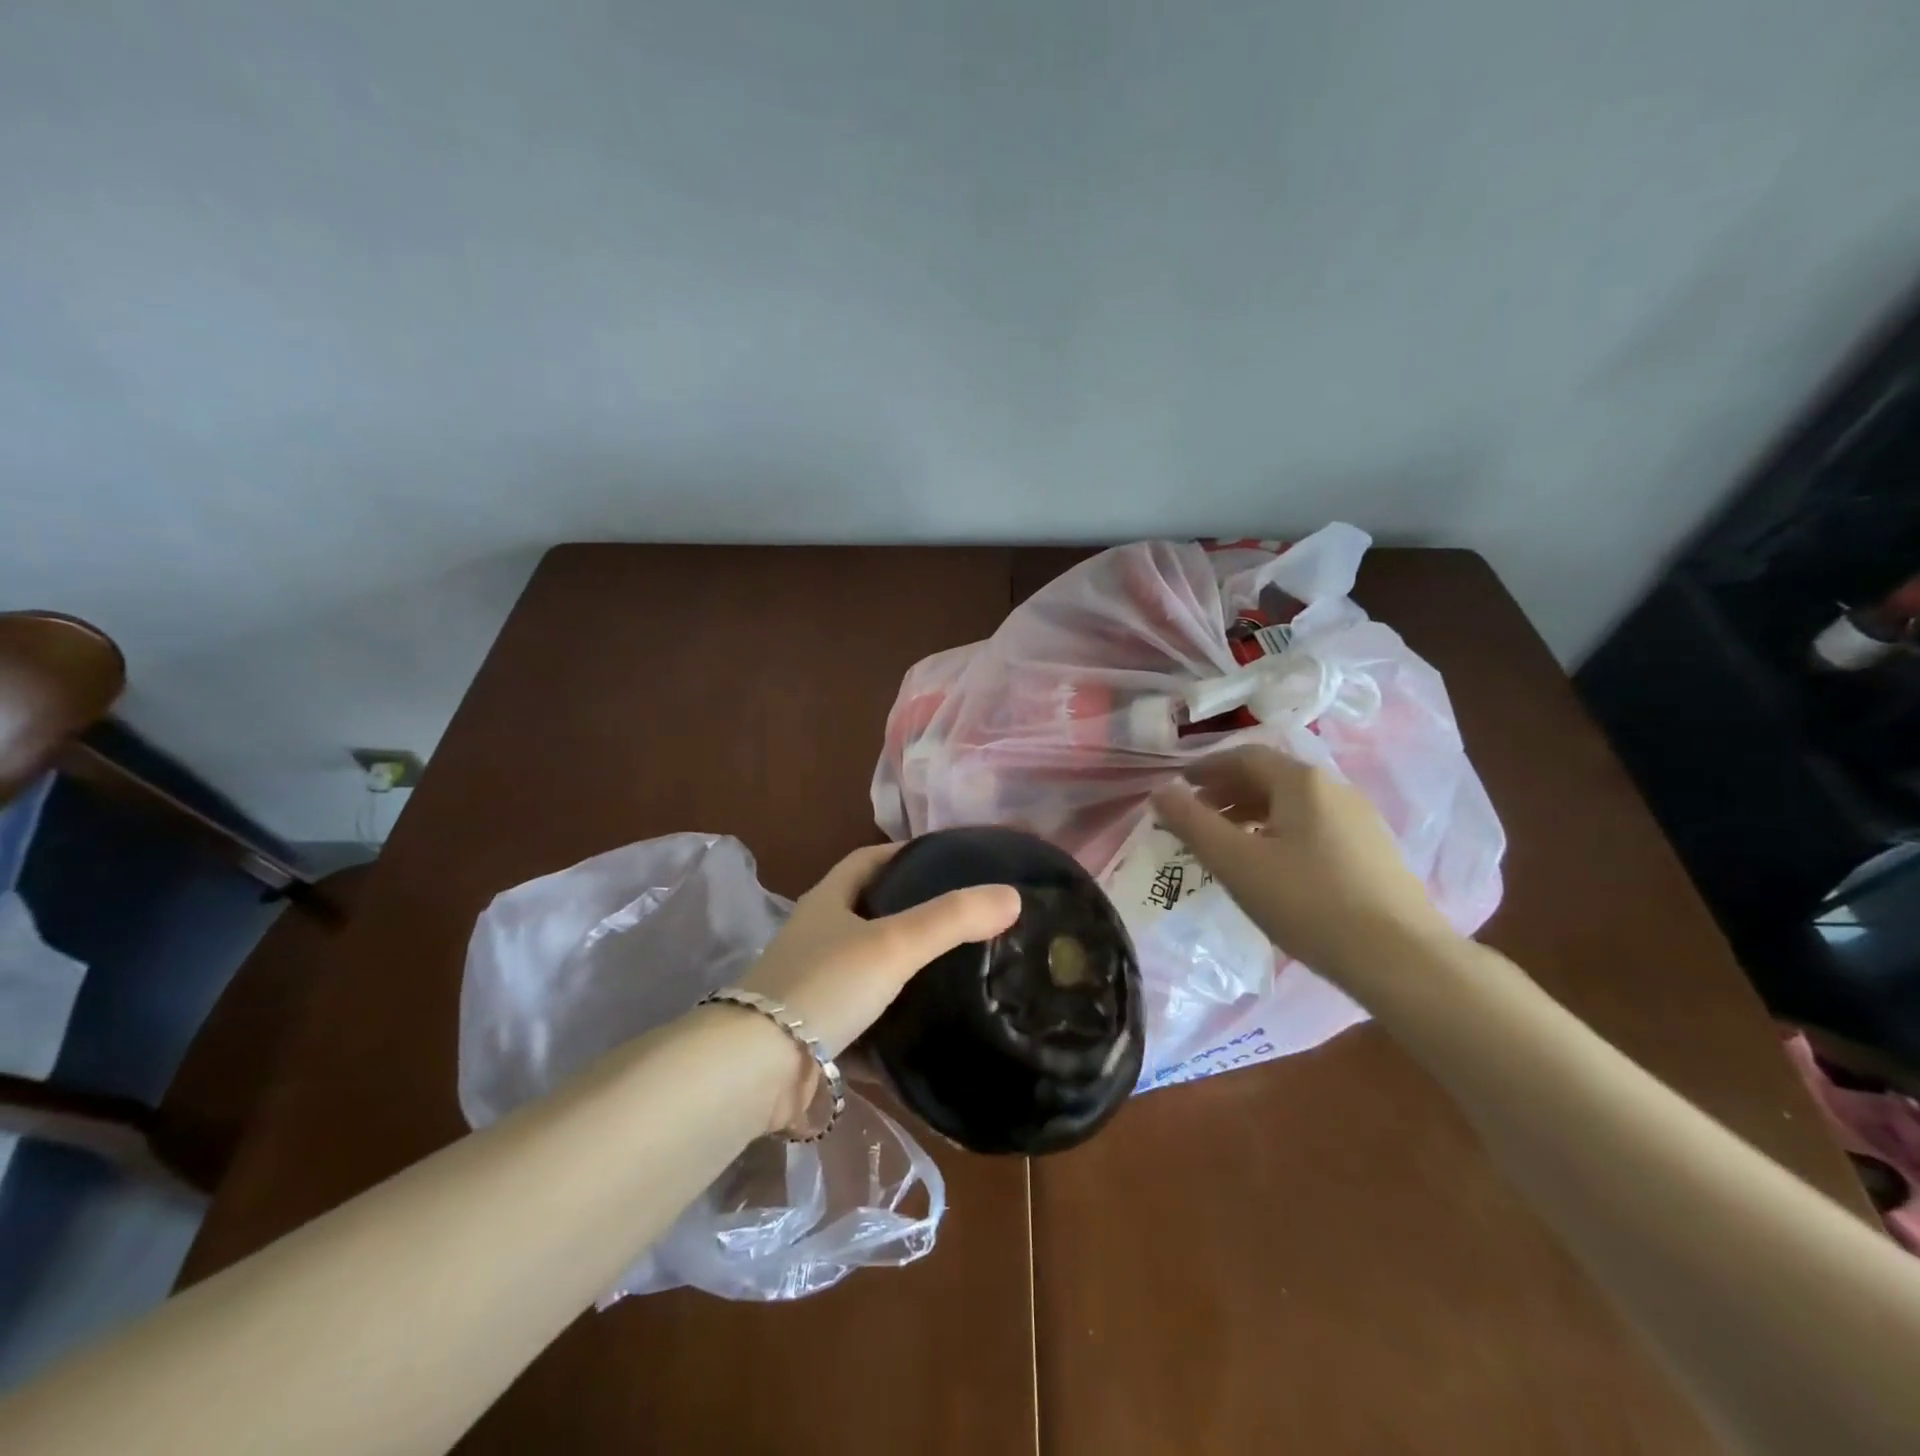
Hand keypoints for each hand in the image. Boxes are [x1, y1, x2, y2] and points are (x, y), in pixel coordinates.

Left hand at [737, 844, 1019, 1129]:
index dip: (907, 854)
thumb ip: (952, 919)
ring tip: (961, 973)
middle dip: (914, 913)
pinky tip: (932, 1032)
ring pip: (870, 970)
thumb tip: (1012, 896)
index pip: (869, 860)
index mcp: (828, 901)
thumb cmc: (824, 986)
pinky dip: (895, 1026)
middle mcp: (817, 938)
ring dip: (906, 971)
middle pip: (870, 913)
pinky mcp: (817, 1036)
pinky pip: (866, 1023)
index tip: (950, 860)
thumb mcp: (893, 943)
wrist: (757, 1071)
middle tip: (967, 921)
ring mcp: (814, 988)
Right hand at [1150, 746, 1456, 983]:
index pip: (1244, 756)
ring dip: (1252, 812)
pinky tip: (1271, 866)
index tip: (1179, 786)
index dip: (1206, 768)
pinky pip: (1313, 826)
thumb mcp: (1236, 862)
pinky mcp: (1372, 851)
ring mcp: (1359, 820)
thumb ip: (1192, 822)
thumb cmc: (1307, 902)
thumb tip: (1159, 790)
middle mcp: (1334, 789)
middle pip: (1270, 777)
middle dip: (1227, 791)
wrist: (1401, 958)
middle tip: (1195, 816)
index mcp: (1301, 782)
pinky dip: (1279, 831)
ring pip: (1292, 804)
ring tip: (1227, 842)